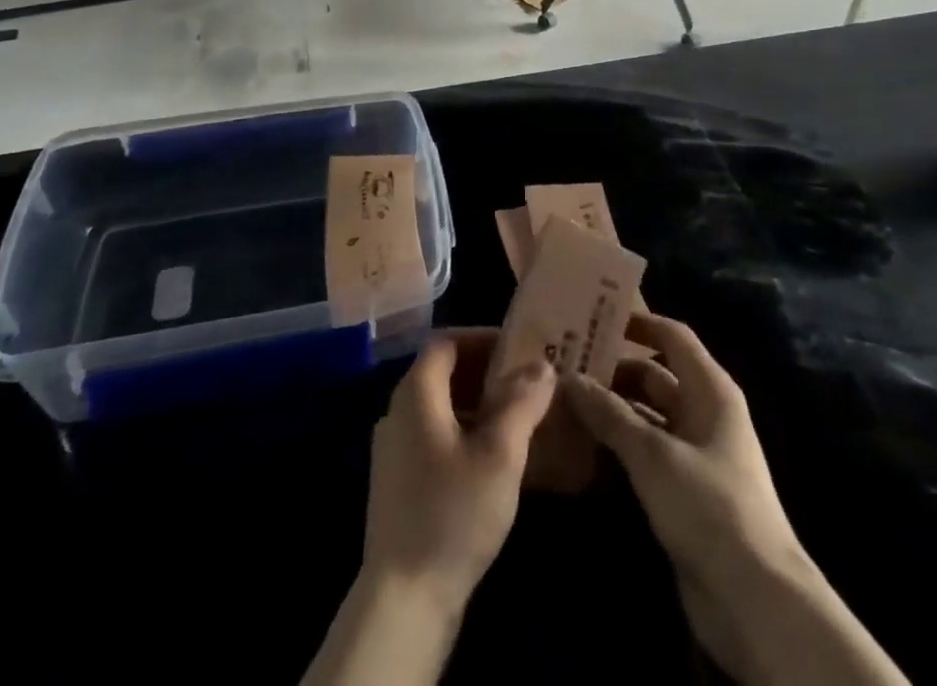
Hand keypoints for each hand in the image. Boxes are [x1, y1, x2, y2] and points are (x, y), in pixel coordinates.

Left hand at [362, 329, 555, 611]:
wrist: (404, 600)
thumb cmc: (453, 513)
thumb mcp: (500, 454)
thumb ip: (522, 403)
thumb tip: (542, 366)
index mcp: (416, 393)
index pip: (446, 341)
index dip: (482, 337)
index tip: (519, 347)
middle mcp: (398, 412)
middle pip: (443, 372)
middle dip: (486, 371)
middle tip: (527, 381)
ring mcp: (394, 450)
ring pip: (440, 407)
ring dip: (477, 404)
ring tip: (518, 418)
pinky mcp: (398, 483)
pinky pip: (434, 437)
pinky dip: (464, 432)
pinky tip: (493, 459)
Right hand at [565, 313, 856, 684]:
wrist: (754, 600)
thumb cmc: (709, 506)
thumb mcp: (653, 454)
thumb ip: (610, 414)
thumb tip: (569, 378)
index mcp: (710, 390)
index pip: (673, 337)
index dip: (638, 322)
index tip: (594, 317)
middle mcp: (704, 413)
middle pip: (654, 376)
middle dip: (613, 370)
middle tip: (564, 364)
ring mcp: (694, 453)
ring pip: (646, 415)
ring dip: (611, 409)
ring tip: (563, 400)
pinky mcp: (683, 490)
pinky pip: (645, 452)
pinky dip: (618, 445)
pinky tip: (581, 445)